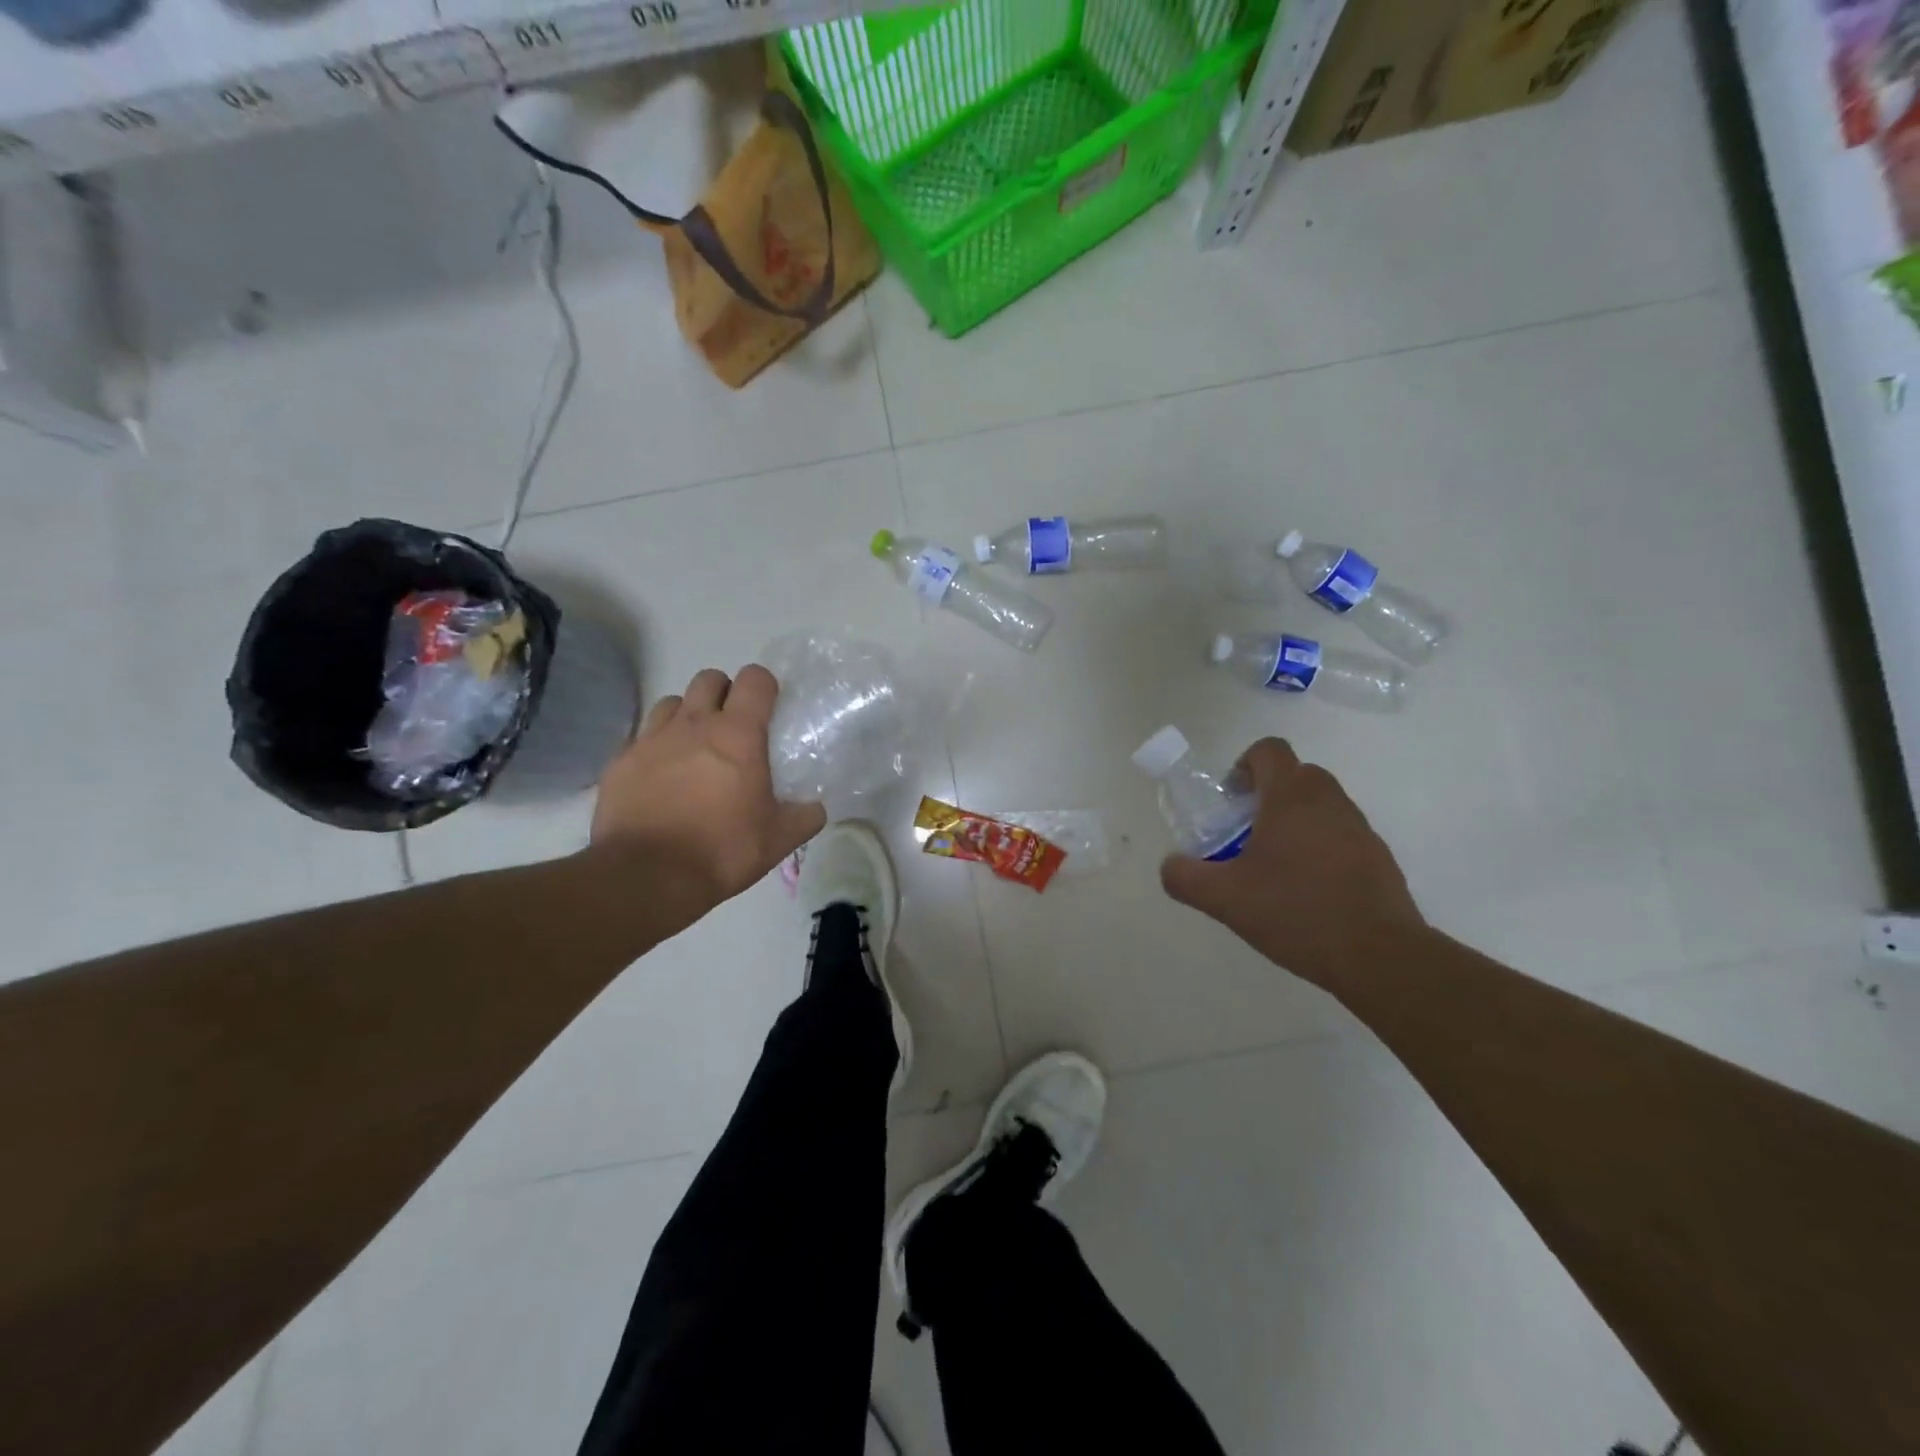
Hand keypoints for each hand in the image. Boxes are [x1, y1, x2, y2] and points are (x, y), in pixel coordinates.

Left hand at [591, 665, 825, 909]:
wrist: (647, 878)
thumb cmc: (721, 851)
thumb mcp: (777, 840)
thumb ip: (804, 817)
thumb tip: (816, 808)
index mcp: (738, 735)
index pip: (755, 679)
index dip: (764, 686)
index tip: (769, 709)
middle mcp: (693, 724)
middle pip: (709, 678)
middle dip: (724, 693)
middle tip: (732, 727)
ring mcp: (651, 739)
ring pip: (672, 702)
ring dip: (687, 715)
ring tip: (694, 748)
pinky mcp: (620, 761)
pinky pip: (642, 737)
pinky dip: (656, 747)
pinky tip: (661, 776)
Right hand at [1159, 738, 1426, 990]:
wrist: (1379, 956)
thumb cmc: (1296, 912)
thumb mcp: (1224, 899)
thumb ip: (1185, 877)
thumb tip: (1170, 865)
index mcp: (1291, 797)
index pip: (1269, 750)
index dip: (1243, 765)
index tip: (1232, 801)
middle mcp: (1329, 801)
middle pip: (1295, 775)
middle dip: (1267, 795)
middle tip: (1246, 834)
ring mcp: (1360, 828)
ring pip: (1320, 805)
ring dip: (1295, 822)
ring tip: (1275, 868)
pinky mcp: (1379, 857)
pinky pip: (1341, 835)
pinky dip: (1320, 848)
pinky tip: (1308, 892)